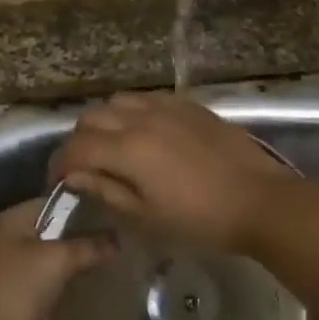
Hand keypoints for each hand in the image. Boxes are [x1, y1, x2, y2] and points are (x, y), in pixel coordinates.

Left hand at [0, 199, 110, 319]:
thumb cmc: (16, 292)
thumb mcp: (57, 261)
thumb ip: (89, 246)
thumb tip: (118, 237)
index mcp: (13, 220)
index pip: (55, 200)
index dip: (84, 204)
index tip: (117, 211)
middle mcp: (10, 240)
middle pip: (55, 229)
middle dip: (85, 235)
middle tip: (122, 237)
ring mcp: (13, 271)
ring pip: (54, 259)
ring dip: (78, 262)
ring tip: (115, 261)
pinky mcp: (19, 299)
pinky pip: (50, 284)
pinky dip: (68, 285)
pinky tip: (94, 288)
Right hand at [48, 93, 297, 254]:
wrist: (260, 200)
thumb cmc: (201, 220)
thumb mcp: (147, 218)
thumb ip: (107, 191)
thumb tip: (76, 177)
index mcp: (128, 149)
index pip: (76, 147)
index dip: (59, 164)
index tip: (58, 183)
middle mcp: (142, 119)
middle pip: (92, 118)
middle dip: (79, 141)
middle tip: (84, 167)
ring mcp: (167, 108)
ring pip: (118, 102)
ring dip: (105, 122)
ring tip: (112, 147)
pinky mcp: (189, 105)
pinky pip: (147, 99)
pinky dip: (133, 113)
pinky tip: (144, 134)